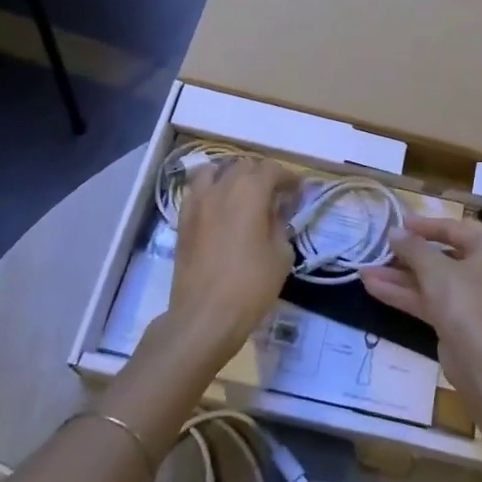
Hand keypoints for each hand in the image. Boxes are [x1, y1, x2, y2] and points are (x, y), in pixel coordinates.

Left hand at [168, 157, 297, 359]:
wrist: (205, 315)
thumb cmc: (251, 285)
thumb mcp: (281, 254)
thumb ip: (279, 223)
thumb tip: (275, 211)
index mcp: (250, 191)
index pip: (272, 170)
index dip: (288, 178)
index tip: (298, 192)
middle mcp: (221, 188)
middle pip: (244, 166)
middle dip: (262, 175)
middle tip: (275, 195)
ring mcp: (197, 201)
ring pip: (215, 171)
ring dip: (232, 176)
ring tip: (243, 194)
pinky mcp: (183, 219)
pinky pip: (197, 191)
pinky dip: (211, 190)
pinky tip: (220, 208)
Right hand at [361, 215, 481, 344]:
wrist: (479, 358)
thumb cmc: (463, 298)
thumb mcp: (433, 267)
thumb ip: (412, 247)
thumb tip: (394, 232)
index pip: (455, 230)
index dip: (425, 225)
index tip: (400, 223)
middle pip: (441, 257)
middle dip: (406, 255)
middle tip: (381, 249)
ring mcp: (469, 299)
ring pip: (430, 281)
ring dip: (399, 277)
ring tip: (364, 270)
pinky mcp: (455, 321)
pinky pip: (428, 300)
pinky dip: (404, 294)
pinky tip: (372, 287)